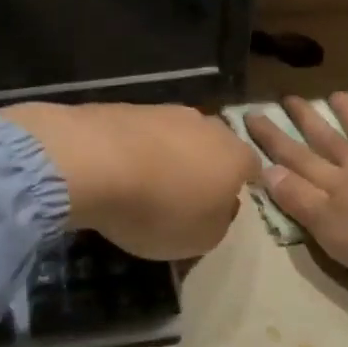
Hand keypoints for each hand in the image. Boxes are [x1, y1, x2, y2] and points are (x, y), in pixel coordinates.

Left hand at [0, 102, 256, 260]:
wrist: (95, 162)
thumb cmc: (160, 209)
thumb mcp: (201, 239)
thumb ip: (219, 222)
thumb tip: (220, 206)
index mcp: (235, 156)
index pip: (252, 167)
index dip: (241, 185)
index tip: (225, 204)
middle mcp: (208, 126)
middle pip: (215, 146)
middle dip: (205, 167)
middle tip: (186, 195)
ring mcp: (167, 111)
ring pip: (179, 136)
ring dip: (170, 156)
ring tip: (147, 184)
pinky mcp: (128, 107)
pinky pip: (143, 134)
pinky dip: (137, 150)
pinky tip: (119, 171)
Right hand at [245, 93, 347, 307]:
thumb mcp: (328, 227)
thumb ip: (299, 199)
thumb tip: (267, 170)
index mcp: (335, 185)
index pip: (295, 158)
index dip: (272, 138)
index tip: (251, 113)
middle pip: (329, 142)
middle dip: (307, 120)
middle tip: (289, 96)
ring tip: (339, 95)